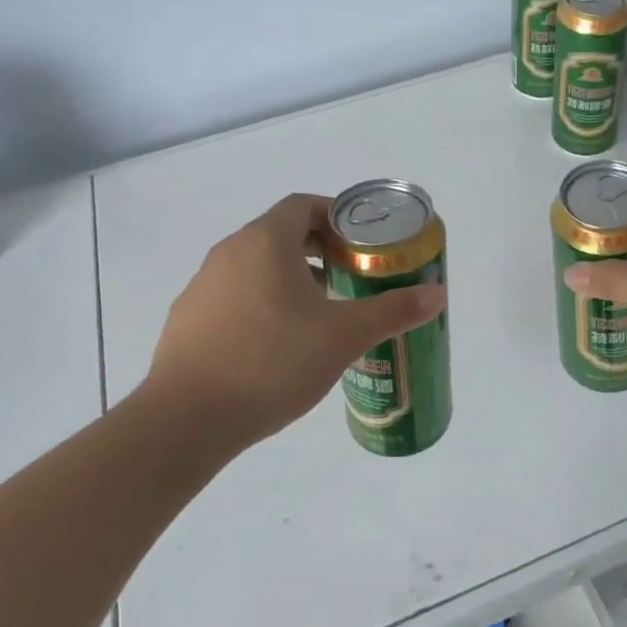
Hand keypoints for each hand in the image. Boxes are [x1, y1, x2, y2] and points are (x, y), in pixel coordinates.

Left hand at [139, 193, 445, 450]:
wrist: (187, 419)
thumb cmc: (273, 362)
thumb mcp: (344, 336)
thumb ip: (393, 311)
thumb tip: (439, 294)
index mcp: (266, 241)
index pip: (303, 206)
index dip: (334, 217)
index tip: (359, 243)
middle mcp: (230, 251)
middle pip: (279, 233)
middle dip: (317, 250)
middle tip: (347, 278)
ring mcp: (202, 284)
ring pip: (254, 265)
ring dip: (287, 277)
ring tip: (315, 314)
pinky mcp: (186, 317)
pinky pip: (231, 294)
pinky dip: (258, 302)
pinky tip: (272, 344)